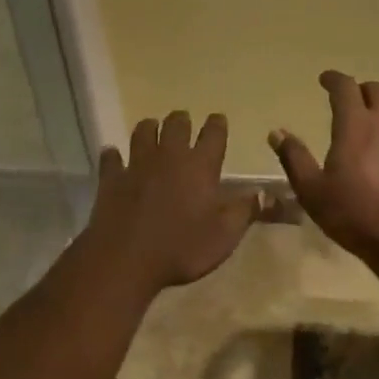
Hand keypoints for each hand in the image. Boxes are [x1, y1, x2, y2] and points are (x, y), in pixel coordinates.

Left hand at [85, 111, 262, 294]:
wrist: (125, 259)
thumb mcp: (224, 236)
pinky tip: (114, 156)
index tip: (218, 120)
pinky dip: (113, 156)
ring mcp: (137, 164)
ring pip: (143, 131)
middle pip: (176, 124)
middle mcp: (170, 156)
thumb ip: (246, 211)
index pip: (213, 134)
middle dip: (182, 120)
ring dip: (149, 128)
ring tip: (153, 130)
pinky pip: (111, 159)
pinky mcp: (111, 178)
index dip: (217, 124)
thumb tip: (266, 193)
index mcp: (200, 166)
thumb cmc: (181, 247)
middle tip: (184, 123)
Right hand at [269, 72, 378, 272]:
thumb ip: (294, 157)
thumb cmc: (355, 214)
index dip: (333, 79)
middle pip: (374, 89)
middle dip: (358, 90)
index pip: (344, 87)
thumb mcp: (313, 191)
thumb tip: (276, 132)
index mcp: (355, 123)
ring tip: (371, 123)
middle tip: (347, 102)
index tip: (324, 80)